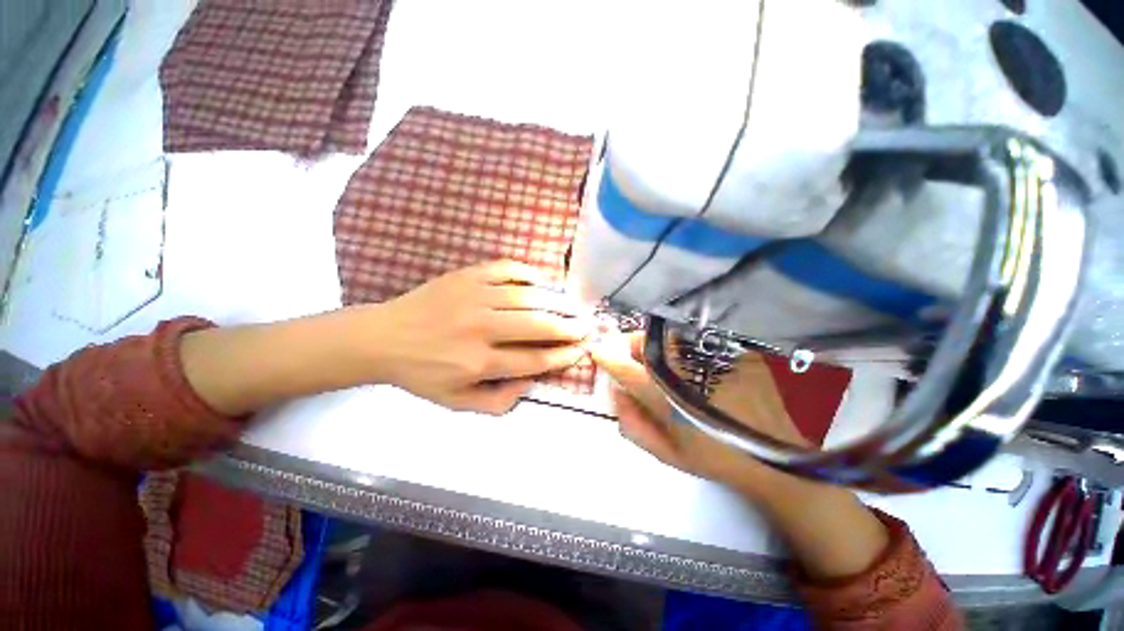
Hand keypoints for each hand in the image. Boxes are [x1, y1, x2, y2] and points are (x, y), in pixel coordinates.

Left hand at [368, 260, 594, 413]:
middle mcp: (480, 327)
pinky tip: (543, 282)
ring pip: (528, 296)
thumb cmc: (422, 373)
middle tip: (586, 327)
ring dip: (557, 302)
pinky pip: (507, 269)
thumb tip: (531, 383)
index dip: (562, 356)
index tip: (580, 351)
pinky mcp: (467, 276)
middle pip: (538, 325)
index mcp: (478, 362)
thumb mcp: (456, 403)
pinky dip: (530, 273)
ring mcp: (474, 296)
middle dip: (569, 327)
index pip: (534, 359)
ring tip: (574, 307)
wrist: (383, 338)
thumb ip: (498, 401)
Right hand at [587, 331, 802, 500]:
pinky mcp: (725, 349)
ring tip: (656, 360)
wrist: (775, 453)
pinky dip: (677, 343)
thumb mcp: (667, 453)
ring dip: (652, 344)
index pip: (621, 366)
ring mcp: (703, 354)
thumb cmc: (715, 457)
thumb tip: (615, 397)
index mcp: (662, 395)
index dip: (605, 356)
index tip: (597, 351)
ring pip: (664, 336)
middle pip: (643, 341)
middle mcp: (679, 367)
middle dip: (629, 346)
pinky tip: (685, 360)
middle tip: (630, 358)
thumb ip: (633, 426)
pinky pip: (690, 337)